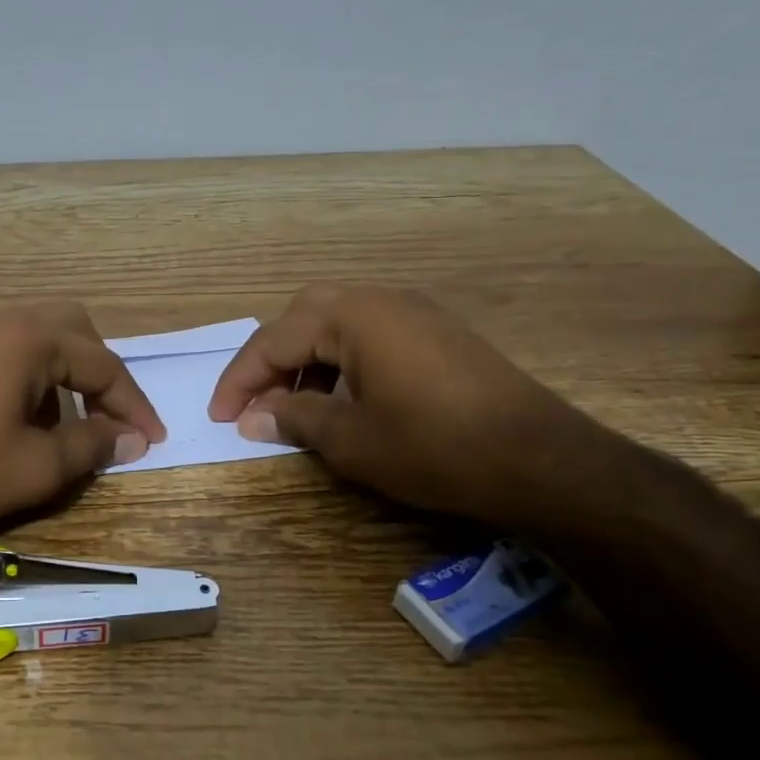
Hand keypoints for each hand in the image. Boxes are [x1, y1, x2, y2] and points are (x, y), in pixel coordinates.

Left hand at [0, 302, 166, 540]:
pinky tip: (24, 420)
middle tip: (112, 420)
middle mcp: (2, 321)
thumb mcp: (36, 467)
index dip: (134, 405)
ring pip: (40, 339)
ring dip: (67, 376)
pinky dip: (34, 378)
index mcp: (30, 339)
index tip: (153, 440)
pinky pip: (9, 351)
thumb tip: (131, 439)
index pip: (104, 364)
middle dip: (102, 376)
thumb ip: (92, 447)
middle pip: (75, 332)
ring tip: (69, 427)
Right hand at [207, 284, 600, 522]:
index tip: (218, 417)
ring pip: (337, 325)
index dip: (239, 381)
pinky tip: (342, 400)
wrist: (540, 459)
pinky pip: (370, 336)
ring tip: (293, 406)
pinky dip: (341, 363)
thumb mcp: (350, 439)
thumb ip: (294, 418)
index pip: (274, 340)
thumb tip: (253, 417)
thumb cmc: (433, 447)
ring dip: (306, 361)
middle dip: (271, 360)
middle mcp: (381, 300)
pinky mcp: (438, 336)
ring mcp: (415, 314)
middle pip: (303, 318)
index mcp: (353, 316)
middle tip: (254, 402)